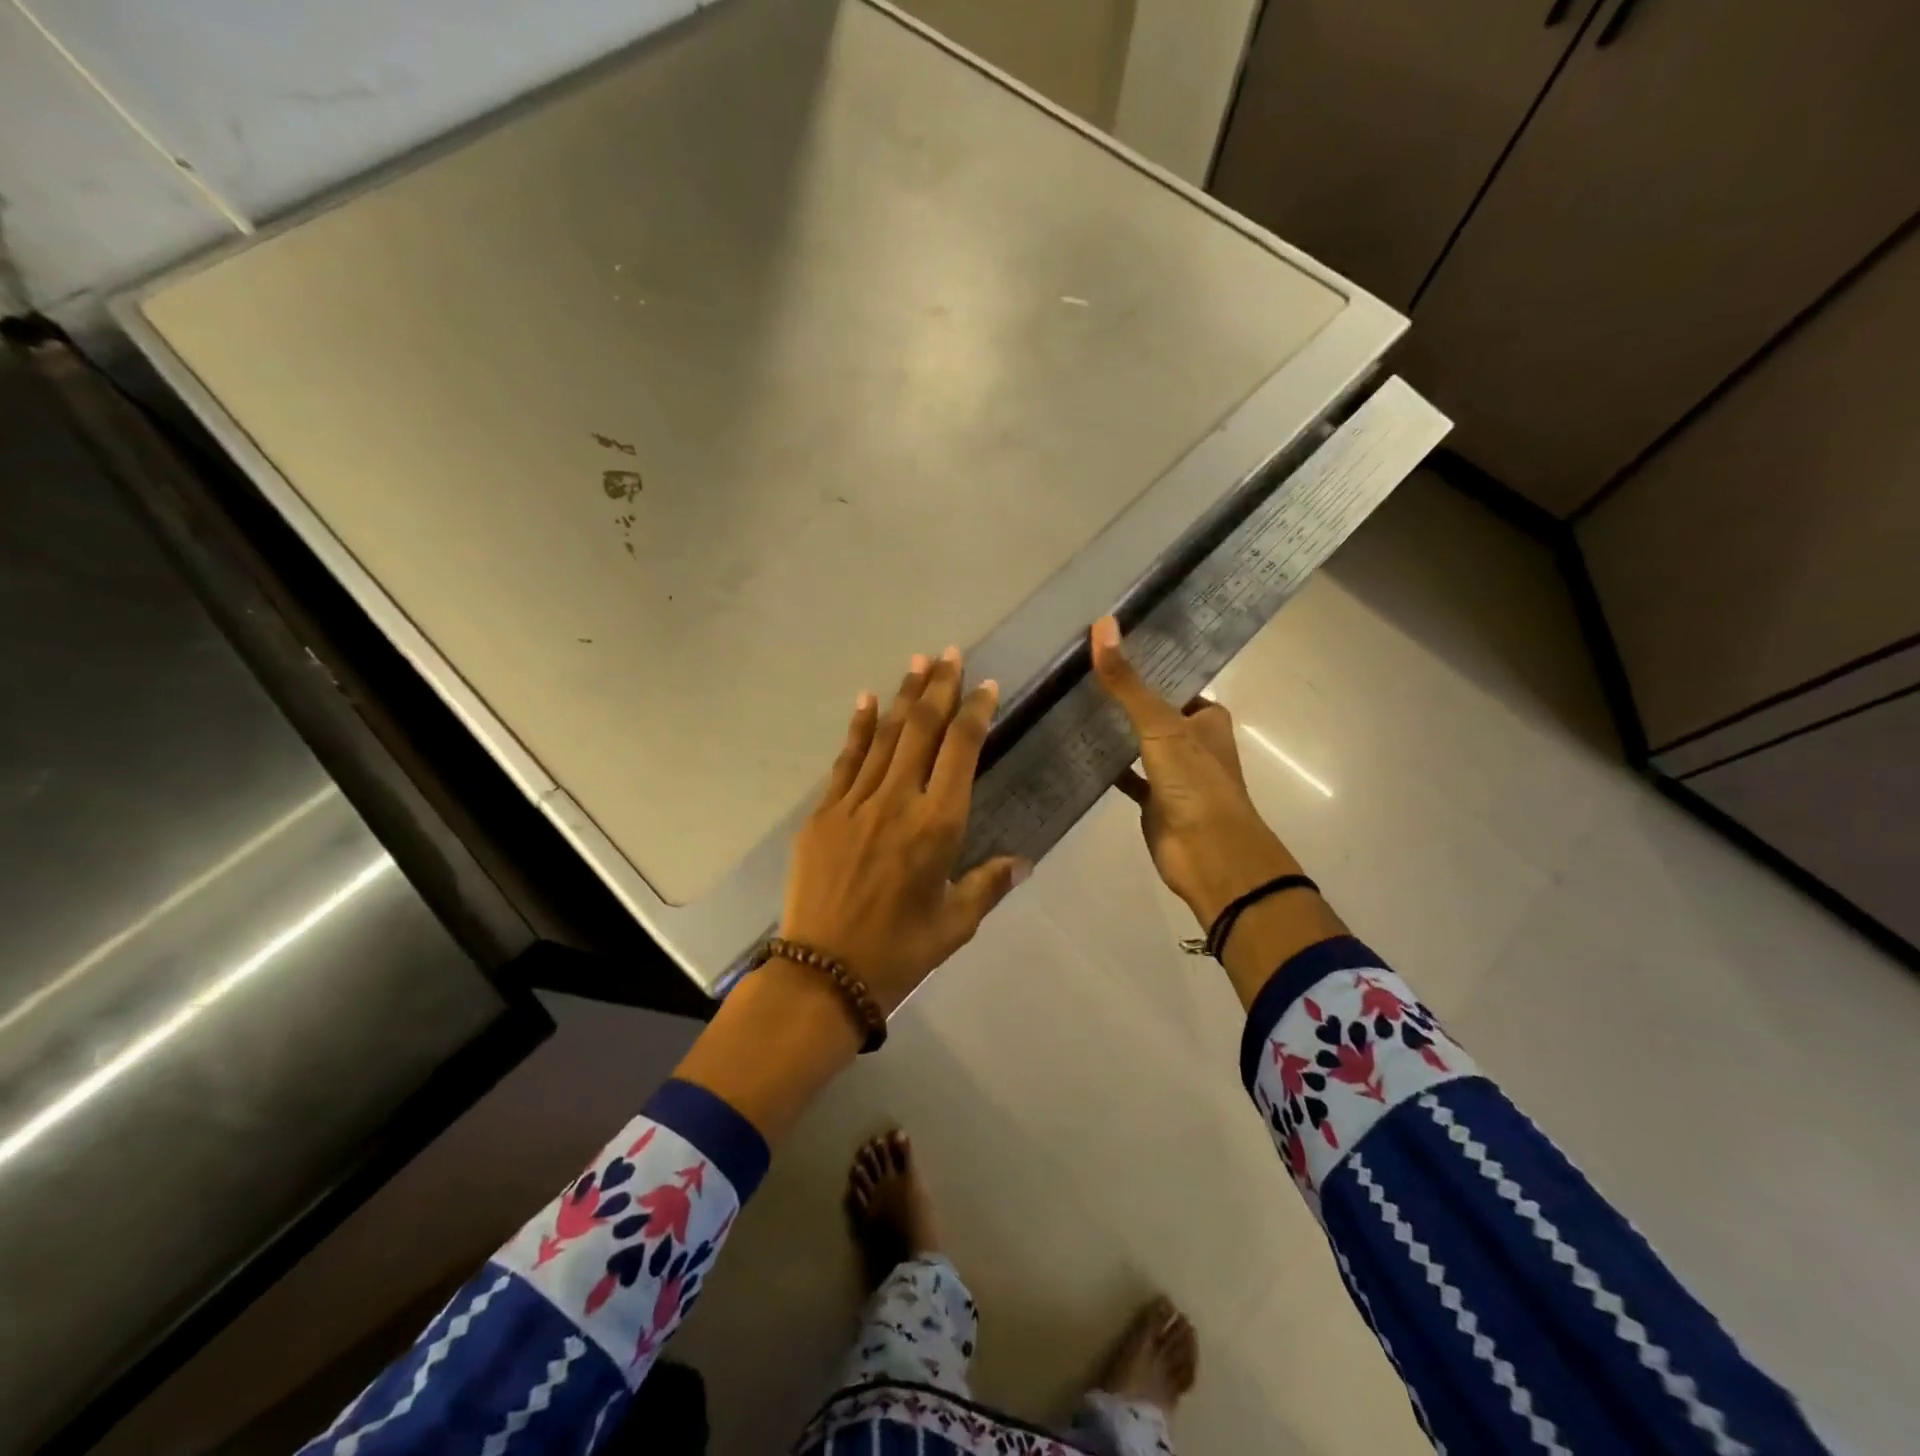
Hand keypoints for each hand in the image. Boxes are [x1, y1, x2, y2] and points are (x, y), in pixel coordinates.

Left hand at [779, 647, 1029, 1015]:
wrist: (823, 973)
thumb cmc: (899, 952)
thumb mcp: (955, 924)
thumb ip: (988, 885)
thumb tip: (1021, 861)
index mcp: (938, 825)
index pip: (962, 751)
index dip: (975, 712)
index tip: (985, 686)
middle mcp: (898, 801)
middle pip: (923, 730)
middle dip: (939, 687)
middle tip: (950, 654)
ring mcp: (856, 803)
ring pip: (886, 736)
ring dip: (904, 696)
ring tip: (918, 662)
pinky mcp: (823, 813)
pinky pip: (846, 760)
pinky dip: (859, 728)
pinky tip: (868, 700)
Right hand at [1090, 616, 1300, 926]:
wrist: (1207, 853)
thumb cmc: (1194, 781)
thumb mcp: (1160, 724)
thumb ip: (1127, 681)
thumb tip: (1102, 624)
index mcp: (1207, 717)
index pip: (1174, 680)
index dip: (1146, 663)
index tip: (1107, 645)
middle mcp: (1192, 741)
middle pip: (1153, 711)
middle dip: (1123, 696)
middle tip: (1077, 671)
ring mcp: (1172, 773)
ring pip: (1138, 743)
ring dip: (1113, 730)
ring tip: (1070, 702)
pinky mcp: (1153, 800)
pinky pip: (1125, 776)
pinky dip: (1105, 766)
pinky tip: (1075, 751)